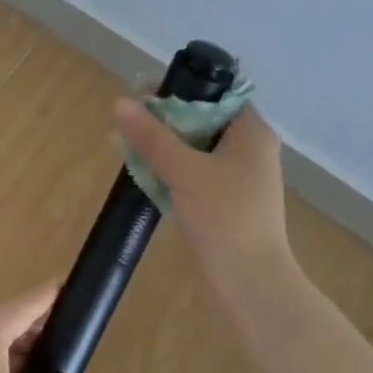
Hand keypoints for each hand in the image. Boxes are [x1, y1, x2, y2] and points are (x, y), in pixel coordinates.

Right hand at [114, 99, 291, 294]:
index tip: (143, 92)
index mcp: (251, 134)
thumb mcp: (184, 171)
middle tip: (126, 121)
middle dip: (163, 121)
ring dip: (162, 148)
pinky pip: (193, 177)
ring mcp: (237, 181)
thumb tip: (120, 104)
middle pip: (202, 122)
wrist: (249, 283)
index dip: (180, 90)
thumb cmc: (224, 217)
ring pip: (195, 152)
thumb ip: (152, 137)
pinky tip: (141, 174)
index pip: (216, 96)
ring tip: (123, 145)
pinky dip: (170, 172)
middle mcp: (248, 152)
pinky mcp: (225, 205)